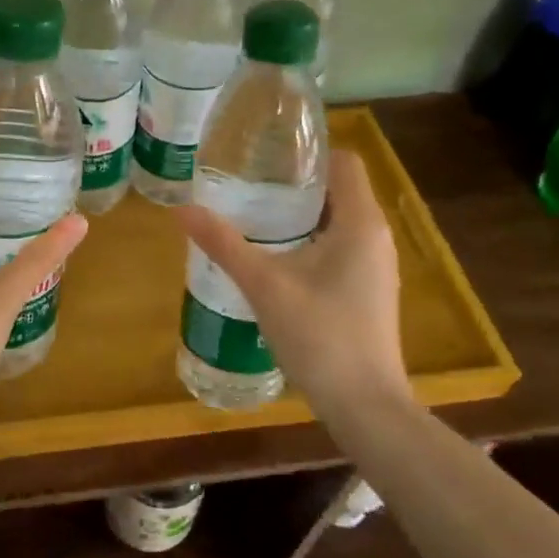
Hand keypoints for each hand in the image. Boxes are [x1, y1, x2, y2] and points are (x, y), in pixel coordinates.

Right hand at [176, 149, 409, 424]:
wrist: (364, 404)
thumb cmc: (319, 335)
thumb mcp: (264, 285)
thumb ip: (224, 244)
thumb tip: (182, 209)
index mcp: (361, 223)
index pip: (343, 162)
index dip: (307, 152)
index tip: (265, 156)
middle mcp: (376, 237)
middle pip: (338, 190)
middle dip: (295, 184)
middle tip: (247, 184)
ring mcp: (376, 266)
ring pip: (338, 222)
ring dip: (301, 216)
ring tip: (254, 217)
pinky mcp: (369, 291)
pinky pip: (341, 248)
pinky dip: (311, 242)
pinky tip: (276, 260)